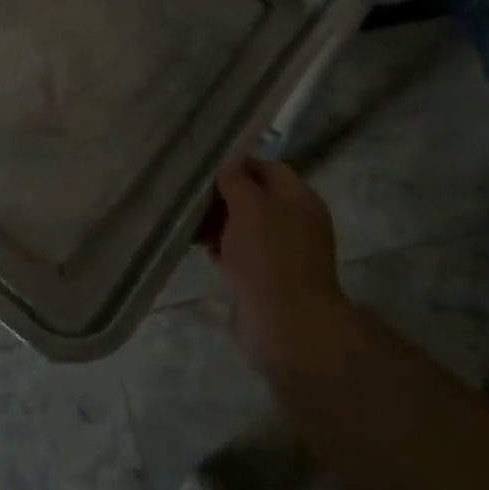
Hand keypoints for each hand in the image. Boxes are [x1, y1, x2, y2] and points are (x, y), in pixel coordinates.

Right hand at [203, 158, 352, 376]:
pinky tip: (200, 247)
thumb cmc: (269, 255)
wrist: (285, 325)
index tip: (206, 168)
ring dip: (218, 222)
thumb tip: (229, 167)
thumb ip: (237, 180)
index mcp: (299, 198)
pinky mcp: (266, 278)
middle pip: (254, 197)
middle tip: (191, 196)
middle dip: (223, 196)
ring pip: (244, 226)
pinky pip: (240, 253)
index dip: (238, 164)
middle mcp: (294, 221)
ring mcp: (281, 252)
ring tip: (189, 222)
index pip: (267, 167)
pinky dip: (222, 248)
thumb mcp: (249, 205)